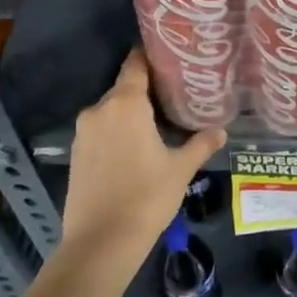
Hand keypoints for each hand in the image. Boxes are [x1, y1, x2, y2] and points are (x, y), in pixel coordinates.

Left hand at [64, 51, 225, 264]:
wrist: (101, 240)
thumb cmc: (147, 196)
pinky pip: (100, 131)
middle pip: (124, 88)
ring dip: (131, 114)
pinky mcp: (75, 153)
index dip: (151, 57)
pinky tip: (135, 148)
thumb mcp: (181, 169)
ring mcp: (83, 132)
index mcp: (125, 104)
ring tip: (158, 123)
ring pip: (111, 112)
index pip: (136, 65)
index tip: (170, 56)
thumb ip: (201, 144)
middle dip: (146, 90)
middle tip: (174, 96)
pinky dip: (117, 133)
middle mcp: (99, 109)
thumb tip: (221, 131)